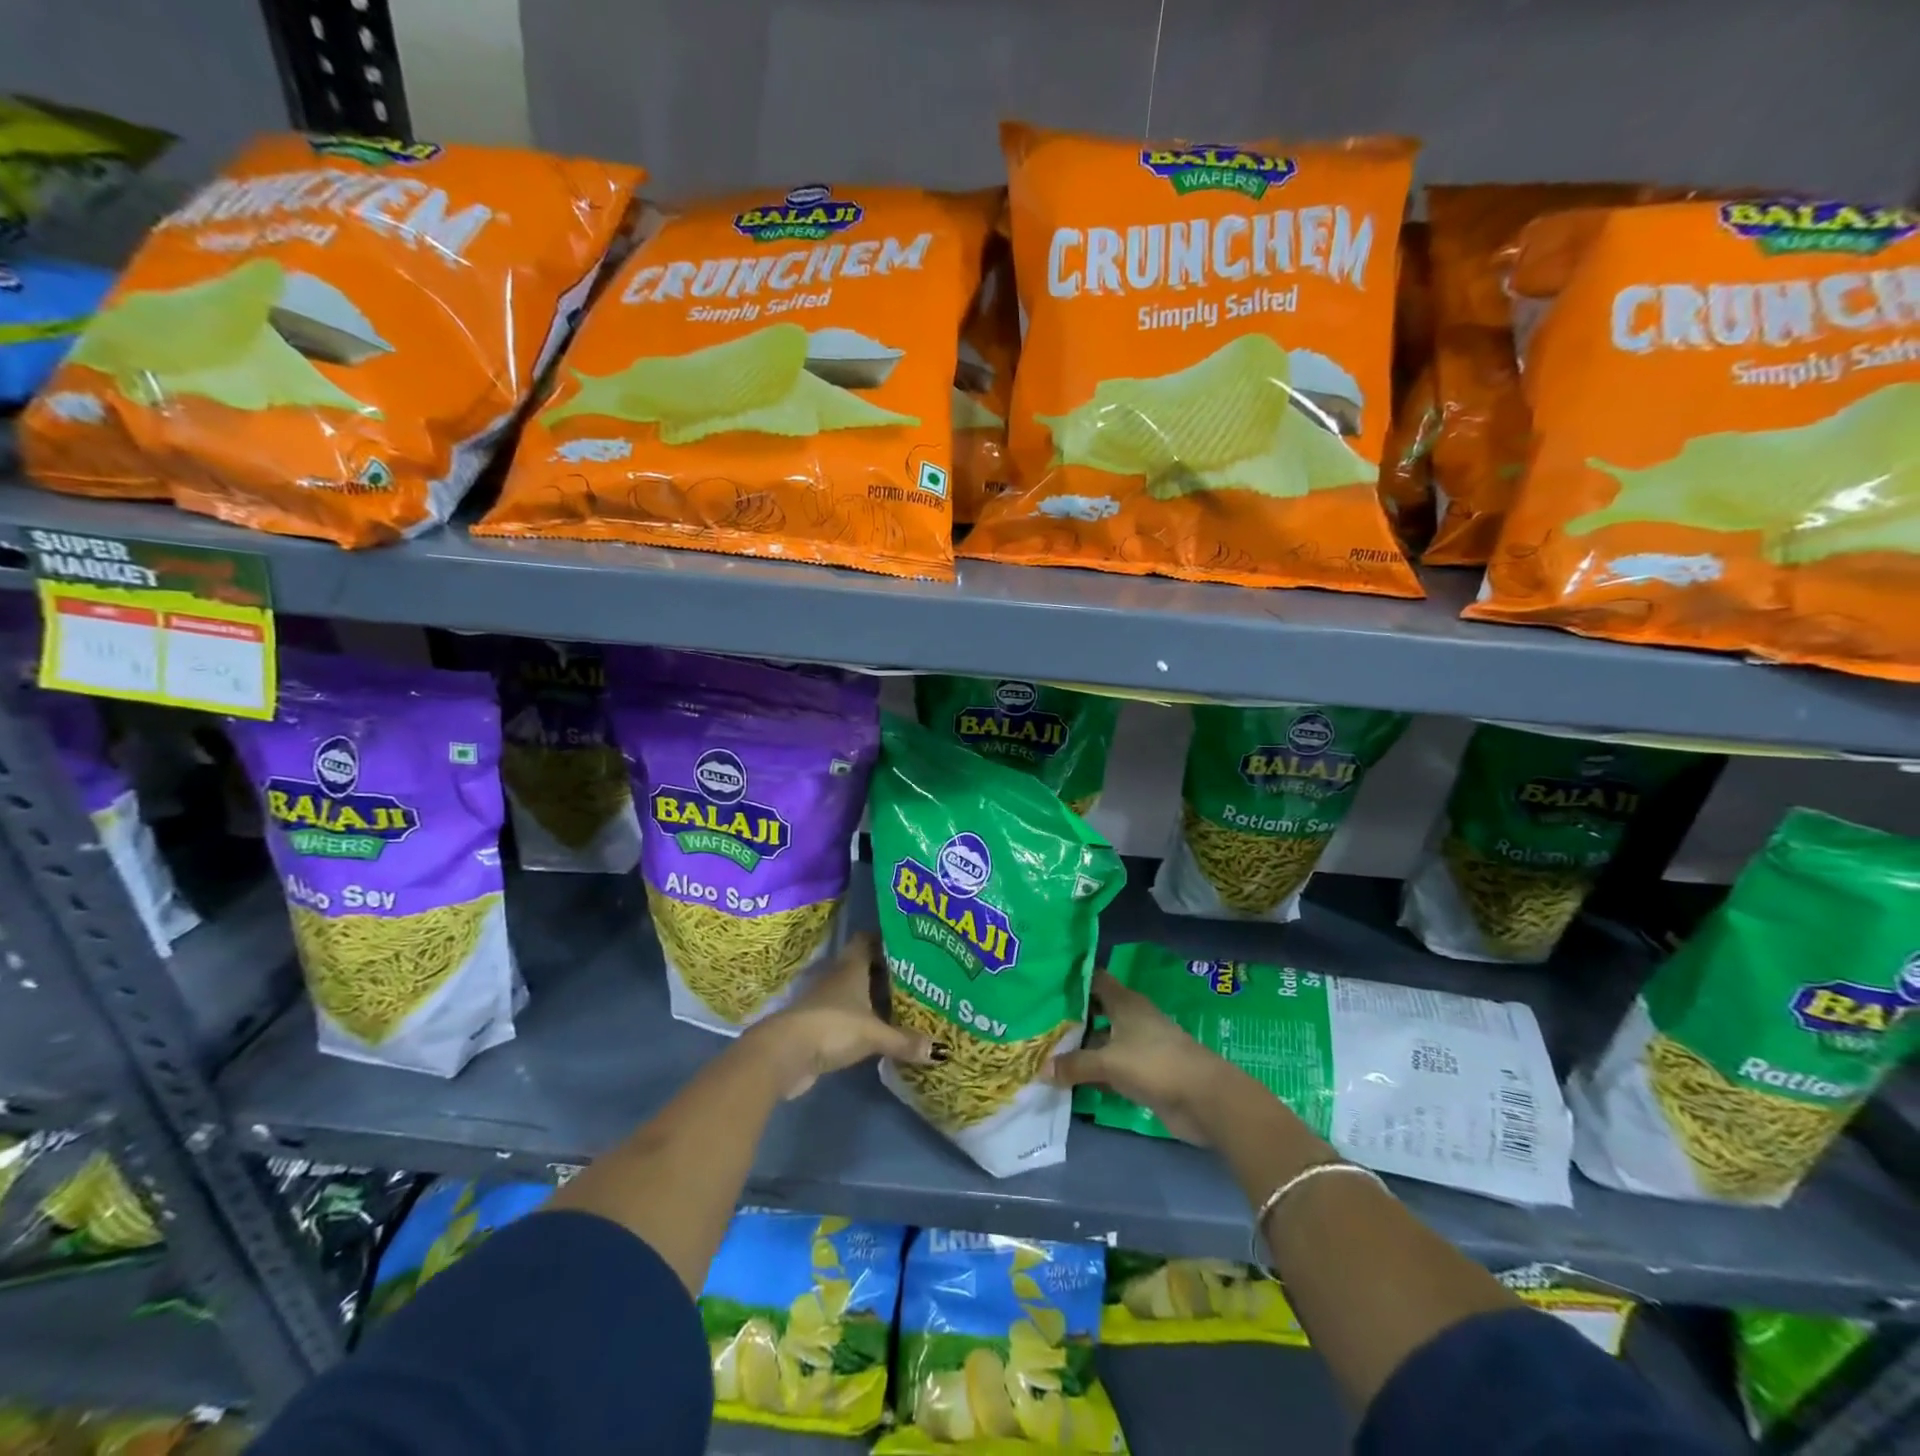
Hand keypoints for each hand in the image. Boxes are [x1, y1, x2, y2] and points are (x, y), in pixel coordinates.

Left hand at [745, 933, 933, 1099]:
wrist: (785, 1054)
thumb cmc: (832, 1027)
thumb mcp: (873, 1034)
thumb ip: (904, 1040)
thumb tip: (940, 1050)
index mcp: (851, 967)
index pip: (867, 940)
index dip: (886, 940)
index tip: (910, 945)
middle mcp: (838, 978)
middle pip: (864, 966)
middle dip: (887, 971)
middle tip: (917, 977)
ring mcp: (826, 1002)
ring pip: (856, 991)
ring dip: (875, 997)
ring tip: (906, 1003)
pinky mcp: (820, 1025)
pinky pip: (849, 1015)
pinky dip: (864, 1019)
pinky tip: (882, 1030)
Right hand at [1047, 970, 1240, 1144]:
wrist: (1203, 1099)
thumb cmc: (1154, 1065)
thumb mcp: (1108, 1062)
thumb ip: (1075, 1064)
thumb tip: (1041, 1068)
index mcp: (1124, 1002)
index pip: (1095, 979)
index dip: (1072, 980)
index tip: (1045, 983)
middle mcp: (1131, 1018)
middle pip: (1096, 1011)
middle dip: (1071, 1017)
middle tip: (1038, 1022)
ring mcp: (1138, 1046)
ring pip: (1102, 1040)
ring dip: (1080, 1047)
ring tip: (1046, 1051)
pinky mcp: (1143, 1072)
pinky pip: (1111, 1066)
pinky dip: (1094, 1071)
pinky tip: (1070, 1080)